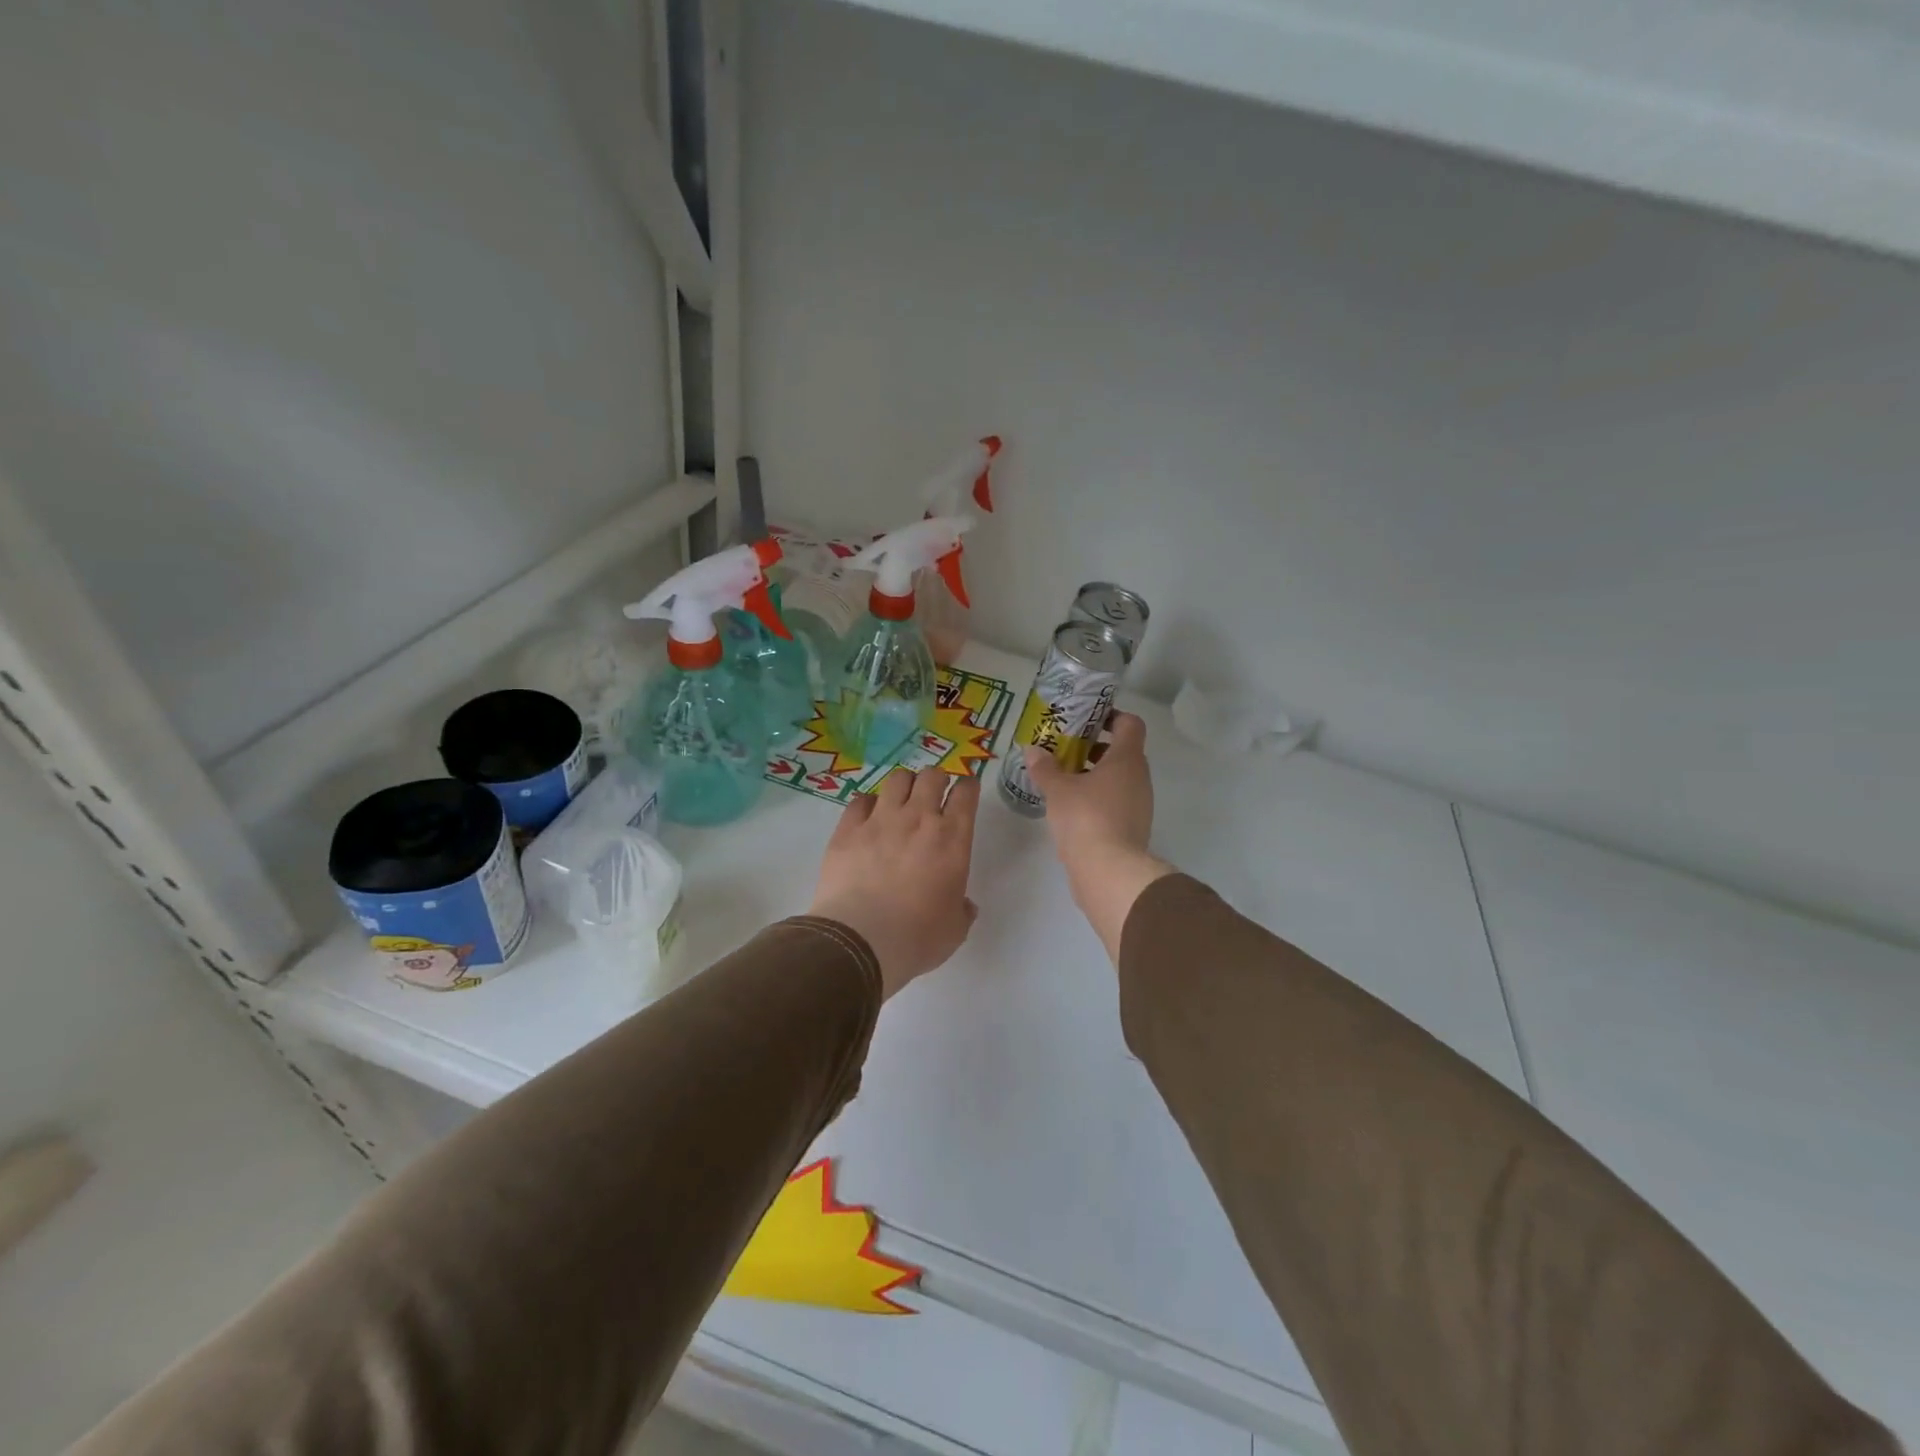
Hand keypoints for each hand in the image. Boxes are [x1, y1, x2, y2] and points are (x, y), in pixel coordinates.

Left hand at [808, 769, 980, 999]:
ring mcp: (881, 820)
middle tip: (934, 795)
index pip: (966, 793)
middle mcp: (919, 818)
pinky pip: (860, 800)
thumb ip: (962, 910)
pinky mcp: (848, 828)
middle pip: (932, 776)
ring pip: (897, 779)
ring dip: (904, 785)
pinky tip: (868, 817)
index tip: (966, 791)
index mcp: (952, 839)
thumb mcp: (954, 929)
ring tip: (902, 799)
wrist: (861, 939)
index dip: (968, 787)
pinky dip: (868, 804)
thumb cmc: (917, 937)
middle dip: (936, 780)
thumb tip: (964, 905)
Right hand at [1025, 712, 1174, 962]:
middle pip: (1122, 751)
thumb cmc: (1085, 818)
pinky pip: (1115, 801)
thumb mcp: (1057, 789)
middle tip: (1065, 749)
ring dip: (1094, 774)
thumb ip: (1045, 767)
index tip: (1085, 719)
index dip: (1111, 716)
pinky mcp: (1132, 828)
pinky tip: (1071, 807)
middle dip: (1094, 748)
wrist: (1109, 872)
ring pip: (1118, 778)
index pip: (1130, 724)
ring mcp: (1139, 804)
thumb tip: (1032, 749)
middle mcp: (1139, 778)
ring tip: (1063, 778)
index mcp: (1127, 759)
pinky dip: (1097, 798)